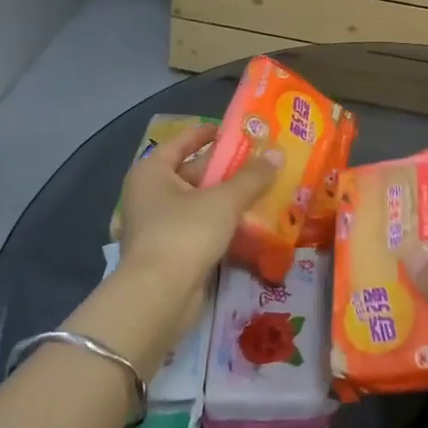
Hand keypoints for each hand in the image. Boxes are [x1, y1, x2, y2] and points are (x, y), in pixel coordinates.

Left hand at [82, 125, 281, 371]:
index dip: (210, 133)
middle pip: (192, 171)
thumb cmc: (185, 234)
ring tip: (263, 188)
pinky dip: (221, 222)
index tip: (240, 131)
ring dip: (227, 197)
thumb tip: (278, 153)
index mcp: (152, 172)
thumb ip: (252, 177)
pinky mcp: (170, 251)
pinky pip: (199, 227)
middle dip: (226, 167)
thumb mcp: (224, 200)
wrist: (159, 297)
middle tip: (261, 160)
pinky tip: (250, 221)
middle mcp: (150, 194)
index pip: (183, 141)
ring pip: (198, 202)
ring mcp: (158, 225)